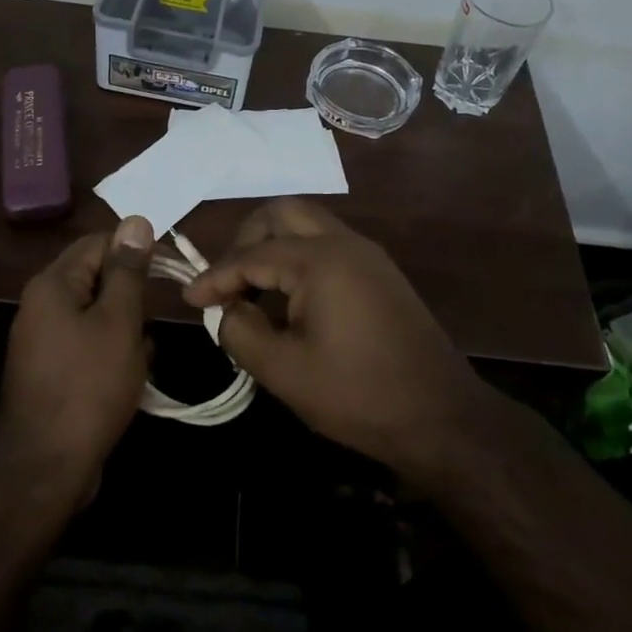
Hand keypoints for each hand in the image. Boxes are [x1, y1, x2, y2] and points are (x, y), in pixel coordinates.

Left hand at [0, 216, 153, 491]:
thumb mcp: (119, 321)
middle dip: (131, 295)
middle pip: (95, 278)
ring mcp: (42, 339)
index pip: (98, 243)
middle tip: (157, 316)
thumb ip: (127, 270)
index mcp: (53, 285)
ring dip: (126, 326)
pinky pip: (87, 343)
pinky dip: (111, 351)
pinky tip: (132, 374)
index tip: (171, 268)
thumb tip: (136, 221)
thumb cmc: (89, 386)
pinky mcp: (49, 370)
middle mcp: (40, 304)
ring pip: (95, 313)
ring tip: (144, 353)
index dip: (136, 249)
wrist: (47, 467)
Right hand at [182, 200, 519, 485]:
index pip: (252, 255)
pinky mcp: (380, 273)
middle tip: (227, 280)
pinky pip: (327, 245)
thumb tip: (227, 310)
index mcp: (320, 260)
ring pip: (307, 225)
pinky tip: (289, 298)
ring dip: (273, 246)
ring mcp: (367, 255)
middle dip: (246, 240)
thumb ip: (241, 332)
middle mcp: (345, 243)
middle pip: (282, 213)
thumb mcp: (284, 371)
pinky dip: (298, 258)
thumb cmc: (358, 395)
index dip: (215, 276)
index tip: (190, 298)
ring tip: (252, 290)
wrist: (442, 418)